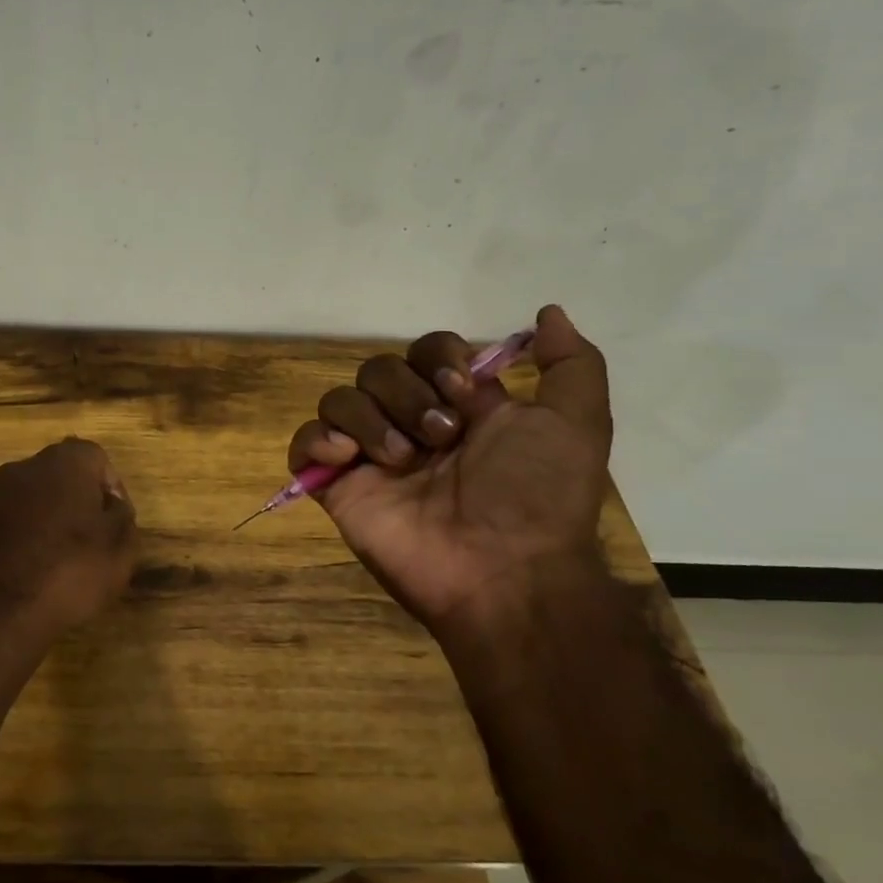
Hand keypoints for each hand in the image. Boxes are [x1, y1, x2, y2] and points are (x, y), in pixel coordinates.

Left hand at [0, 437, 138, 658]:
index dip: (112, 490)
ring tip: (60, 564)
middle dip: (78, 504)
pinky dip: (22, 541)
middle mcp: (24, 468)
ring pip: (32, 501)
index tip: (117, 524)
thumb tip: (111, 505)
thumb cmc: (67, 571)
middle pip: (61, 476)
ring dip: (48, 523)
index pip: (97, 459)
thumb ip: (122, 518)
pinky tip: (29, 575)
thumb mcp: (119, 549)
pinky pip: (8, 525)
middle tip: (91, 543)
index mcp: (64, 462)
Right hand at [287, 304, 612, 633]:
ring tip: (401, 461)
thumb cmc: (536, 496)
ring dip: (370, 420)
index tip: (463, 392)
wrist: (501, 570)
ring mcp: (370, 456)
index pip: (425, 351)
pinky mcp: (338, 485)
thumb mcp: (577, 424)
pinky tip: (348, 458)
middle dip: (407, 395)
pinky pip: (305, 442)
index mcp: (457, 407)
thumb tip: (548, 312)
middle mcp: (409, 424)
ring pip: (339, 399)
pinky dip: (318, 440)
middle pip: (378, 369)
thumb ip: (571, 365)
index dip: (438, 359)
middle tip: (440, 439)